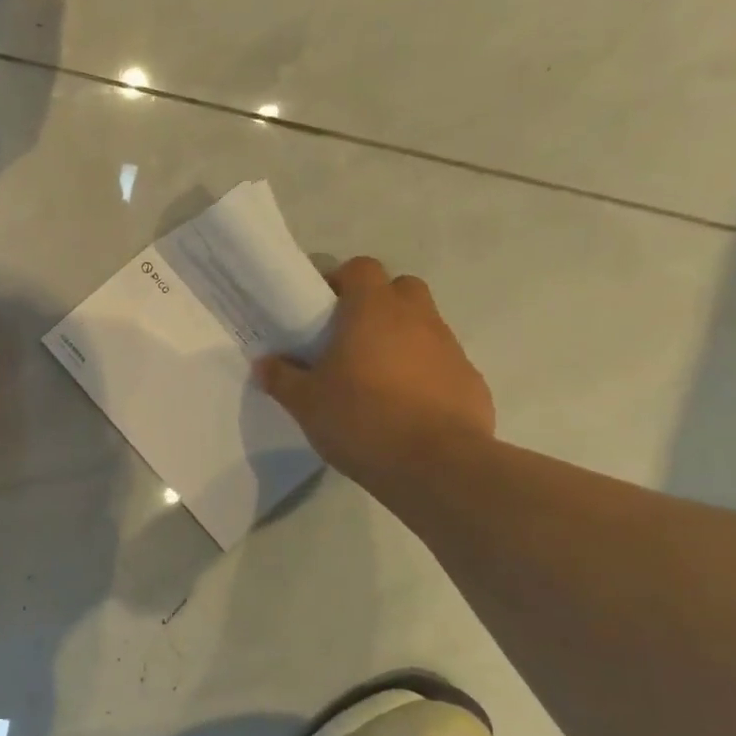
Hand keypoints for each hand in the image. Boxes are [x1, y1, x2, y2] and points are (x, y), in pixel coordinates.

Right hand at [256, 257, 494, 493]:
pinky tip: (406, 408)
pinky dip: (424, 374)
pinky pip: (442, 364)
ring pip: (423, 326)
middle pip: (399, 288)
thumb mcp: (306, 403)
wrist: (436, 467)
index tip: (323, 309)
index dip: (341, 281)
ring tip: (375, 379)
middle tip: (350, 338)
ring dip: (401, 340)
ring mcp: (450, 348)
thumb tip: (265, 363)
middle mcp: (417, 318)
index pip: (361, 267)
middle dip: (377, 304)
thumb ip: (282, 378)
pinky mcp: (470, 380)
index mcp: (374, 310)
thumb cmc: (362, 420)